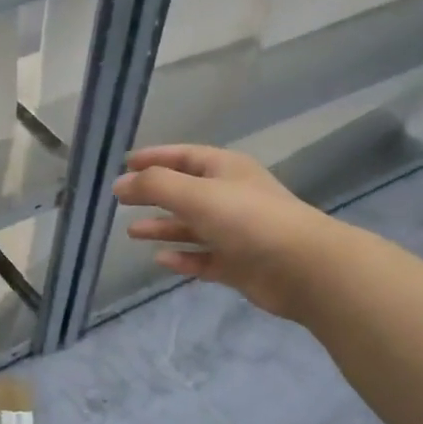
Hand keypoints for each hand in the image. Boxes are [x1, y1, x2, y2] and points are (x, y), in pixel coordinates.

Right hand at [113, 145, 339, 320]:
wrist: (303, 267)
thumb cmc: (248, 219)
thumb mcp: (196, 193)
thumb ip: (154, 186)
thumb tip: (119, 184)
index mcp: (225, 170)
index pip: (184, 156)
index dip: (155, 157)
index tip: (125, 164)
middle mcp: (230, 197)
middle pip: (185, 191)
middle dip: (154, 194)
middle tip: (121, 200)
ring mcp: (235, 232)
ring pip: (192, 227)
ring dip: (163, 228)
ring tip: (132, 232)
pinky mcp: (239, 264)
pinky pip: (204, 258)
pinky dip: (183, 258)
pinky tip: (161, 260)